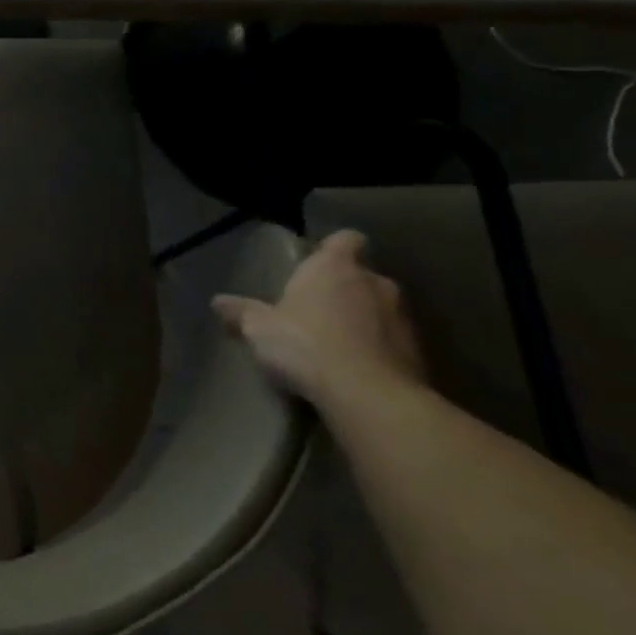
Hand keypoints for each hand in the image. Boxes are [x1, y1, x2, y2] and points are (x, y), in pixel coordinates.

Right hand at [213, 229, 425, 404]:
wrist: (368, 395)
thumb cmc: (306, 344)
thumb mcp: (258, 328)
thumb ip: (241, 312)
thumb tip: (217, 302)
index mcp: (335, 268)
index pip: (345, 239)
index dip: (332, 248)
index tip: (316, 262)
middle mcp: (375, 283)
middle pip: (361, 275)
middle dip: (343, 288)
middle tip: (314, 308)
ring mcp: (402, 317)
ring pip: (379, 308)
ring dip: (362, 319)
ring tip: (334, 342)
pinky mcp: (417, 351)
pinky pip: (392, 340)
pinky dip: (376, 348)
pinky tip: (353, 367)